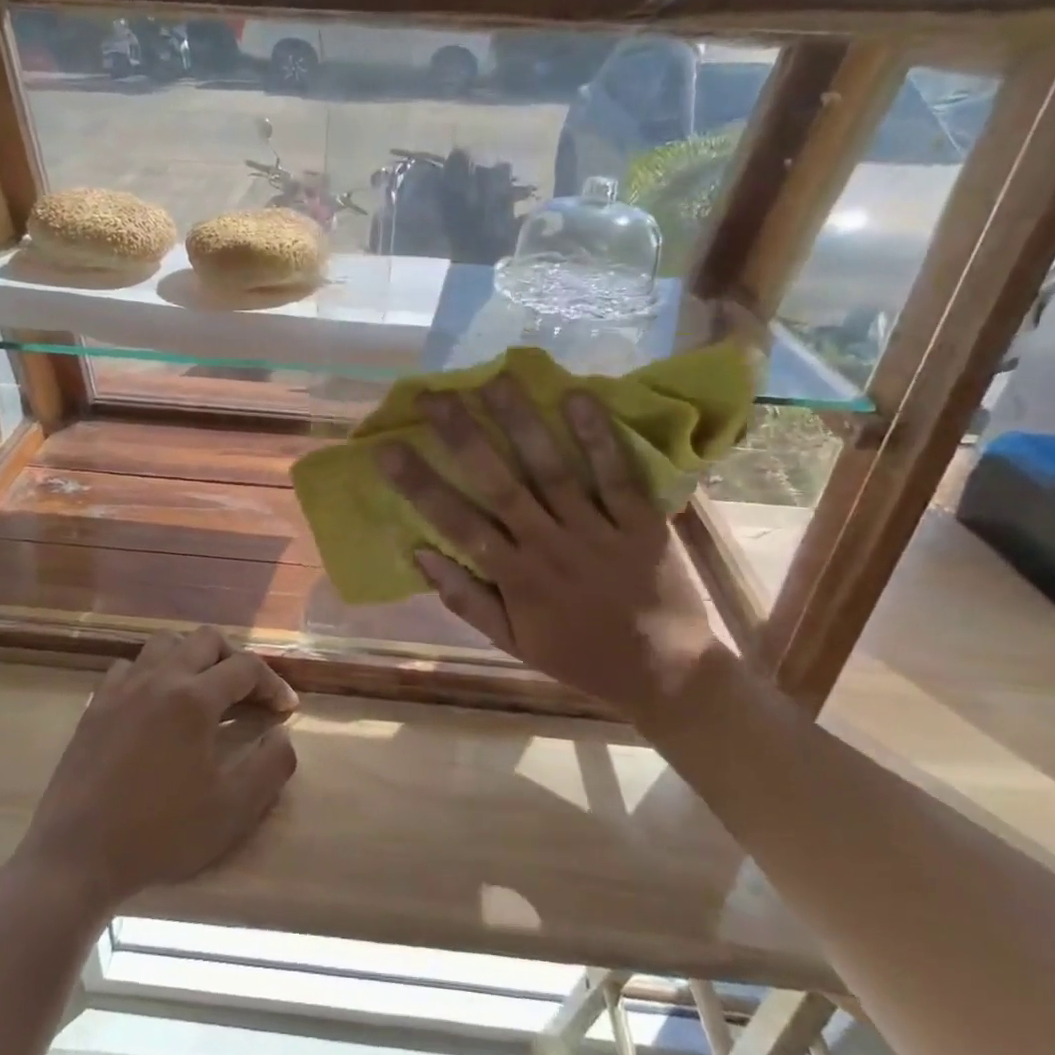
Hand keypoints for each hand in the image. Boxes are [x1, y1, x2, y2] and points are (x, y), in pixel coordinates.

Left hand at [19, 628, 298, 916]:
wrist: (78, 856)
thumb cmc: (161, 833)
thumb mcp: (232, 810)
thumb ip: (271, 766)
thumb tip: (283, 735)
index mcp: (194, 699)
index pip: (246, 668)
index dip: (273, 683)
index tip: (286, 709)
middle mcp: (159, 679)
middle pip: (206, 640)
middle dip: (235, 658)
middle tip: (248, 692)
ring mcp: (122, 688)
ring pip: (165, 643)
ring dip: (192, 656)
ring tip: (203, 689)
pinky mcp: (96, 705)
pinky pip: (129, 667)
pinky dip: (152, 672)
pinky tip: (155, 703)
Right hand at [377, 376, 725, 725]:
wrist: (667, 676)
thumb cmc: (579, 657)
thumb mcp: (513, 643)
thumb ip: (466, 599)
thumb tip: (420, 552)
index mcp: (517, 578)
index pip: (457, 524)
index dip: (420, 485)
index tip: (387, 449)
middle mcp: (551, 546)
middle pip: (500, 484)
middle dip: (463, 436)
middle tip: (433, 395)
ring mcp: (598, 532)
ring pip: (553, 469)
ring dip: (522, 423)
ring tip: (495, 378)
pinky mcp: (643, 523)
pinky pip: (617, 475)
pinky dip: (598, 437)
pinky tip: (576, 397)